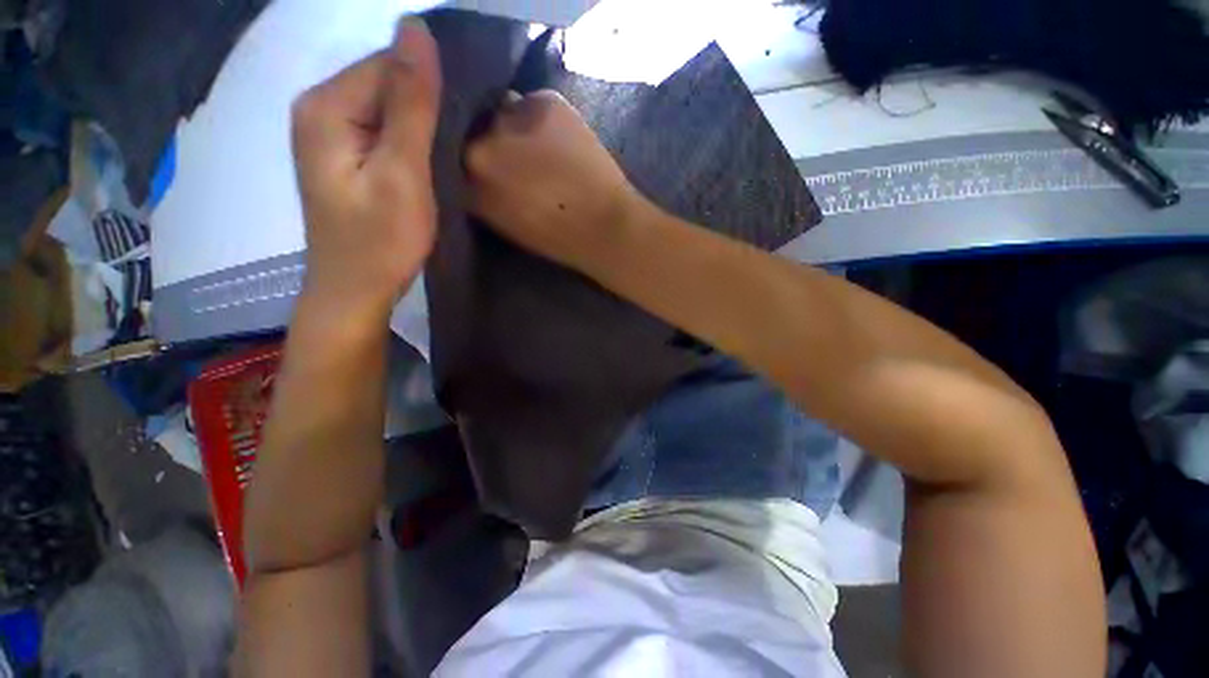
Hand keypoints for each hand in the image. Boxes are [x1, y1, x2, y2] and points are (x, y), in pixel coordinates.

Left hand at [291, 19, 442, 318]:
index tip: (471, 113)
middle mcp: (320, 108)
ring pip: (388, 106)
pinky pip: (384, 129)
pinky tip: (432, 157)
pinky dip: (412, 138)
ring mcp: (330, 133)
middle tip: (467, 137)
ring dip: (423, 121)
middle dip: (428, 102)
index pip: (387, 62)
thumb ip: (410, 104)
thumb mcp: (402, 173)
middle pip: (385, 81)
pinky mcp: (345, 155)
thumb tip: (416, 28)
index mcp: (327, 105)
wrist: (356, 289)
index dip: (432, 81)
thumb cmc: (381, 240)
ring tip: (455, 148)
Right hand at [466, 91, 646, 270]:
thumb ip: (483, 195)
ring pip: (504, 111)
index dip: (472, 160)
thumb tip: (477, 168)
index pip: (455, 158)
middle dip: (492, 140)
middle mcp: (480, 147)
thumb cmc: (559, 239)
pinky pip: (533, 101)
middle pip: (476, 129)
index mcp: (468, 186)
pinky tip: (560, 137)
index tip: (488, 166)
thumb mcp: (506, 225)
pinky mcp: (545, 102)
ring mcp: (511, 121)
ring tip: (541, 144)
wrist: (605, 226)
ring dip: (517, 125)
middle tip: (516, 153)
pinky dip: (543, 116)